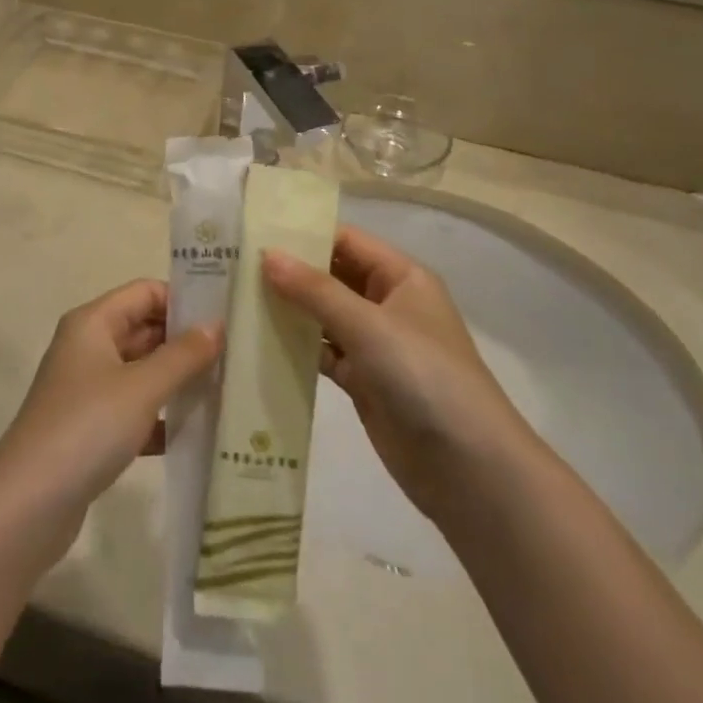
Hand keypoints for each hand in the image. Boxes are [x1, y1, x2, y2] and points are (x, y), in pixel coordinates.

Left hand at [0, 280, 221, 559]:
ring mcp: (88, 390)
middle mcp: (88, 348)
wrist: (27, 506)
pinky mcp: (91, 429)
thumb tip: (217, 325)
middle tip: (236, 356)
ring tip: (227, 390)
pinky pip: (136, 410)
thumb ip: (184, 354)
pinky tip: (198, 433)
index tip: (226, 318)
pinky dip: (163, 417)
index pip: (146, 292)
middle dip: (187, 342)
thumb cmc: (87, 428)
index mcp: (93, 323)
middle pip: (145, 330)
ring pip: (143, 372)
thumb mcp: (143, 387)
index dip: (184, 300)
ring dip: (179, 380)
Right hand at [262, 228, 524, 522]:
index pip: (347, 241)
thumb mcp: (369, 326)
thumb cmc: (423, 377)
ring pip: (325, 316)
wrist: (467, 467)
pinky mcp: (364, 381)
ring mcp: (376, 345)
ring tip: (237, 300)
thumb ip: (316, 291)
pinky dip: (297, 347)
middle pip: (333, 277)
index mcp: (402, 277)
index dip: (305, 235)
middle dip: (291, 273)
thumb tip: (267, 255)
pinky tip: (260, 343)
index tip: (254, 235)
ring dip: (290, 310)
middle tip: (235, 267)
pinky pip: (324, 352)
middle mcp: (388, 304)